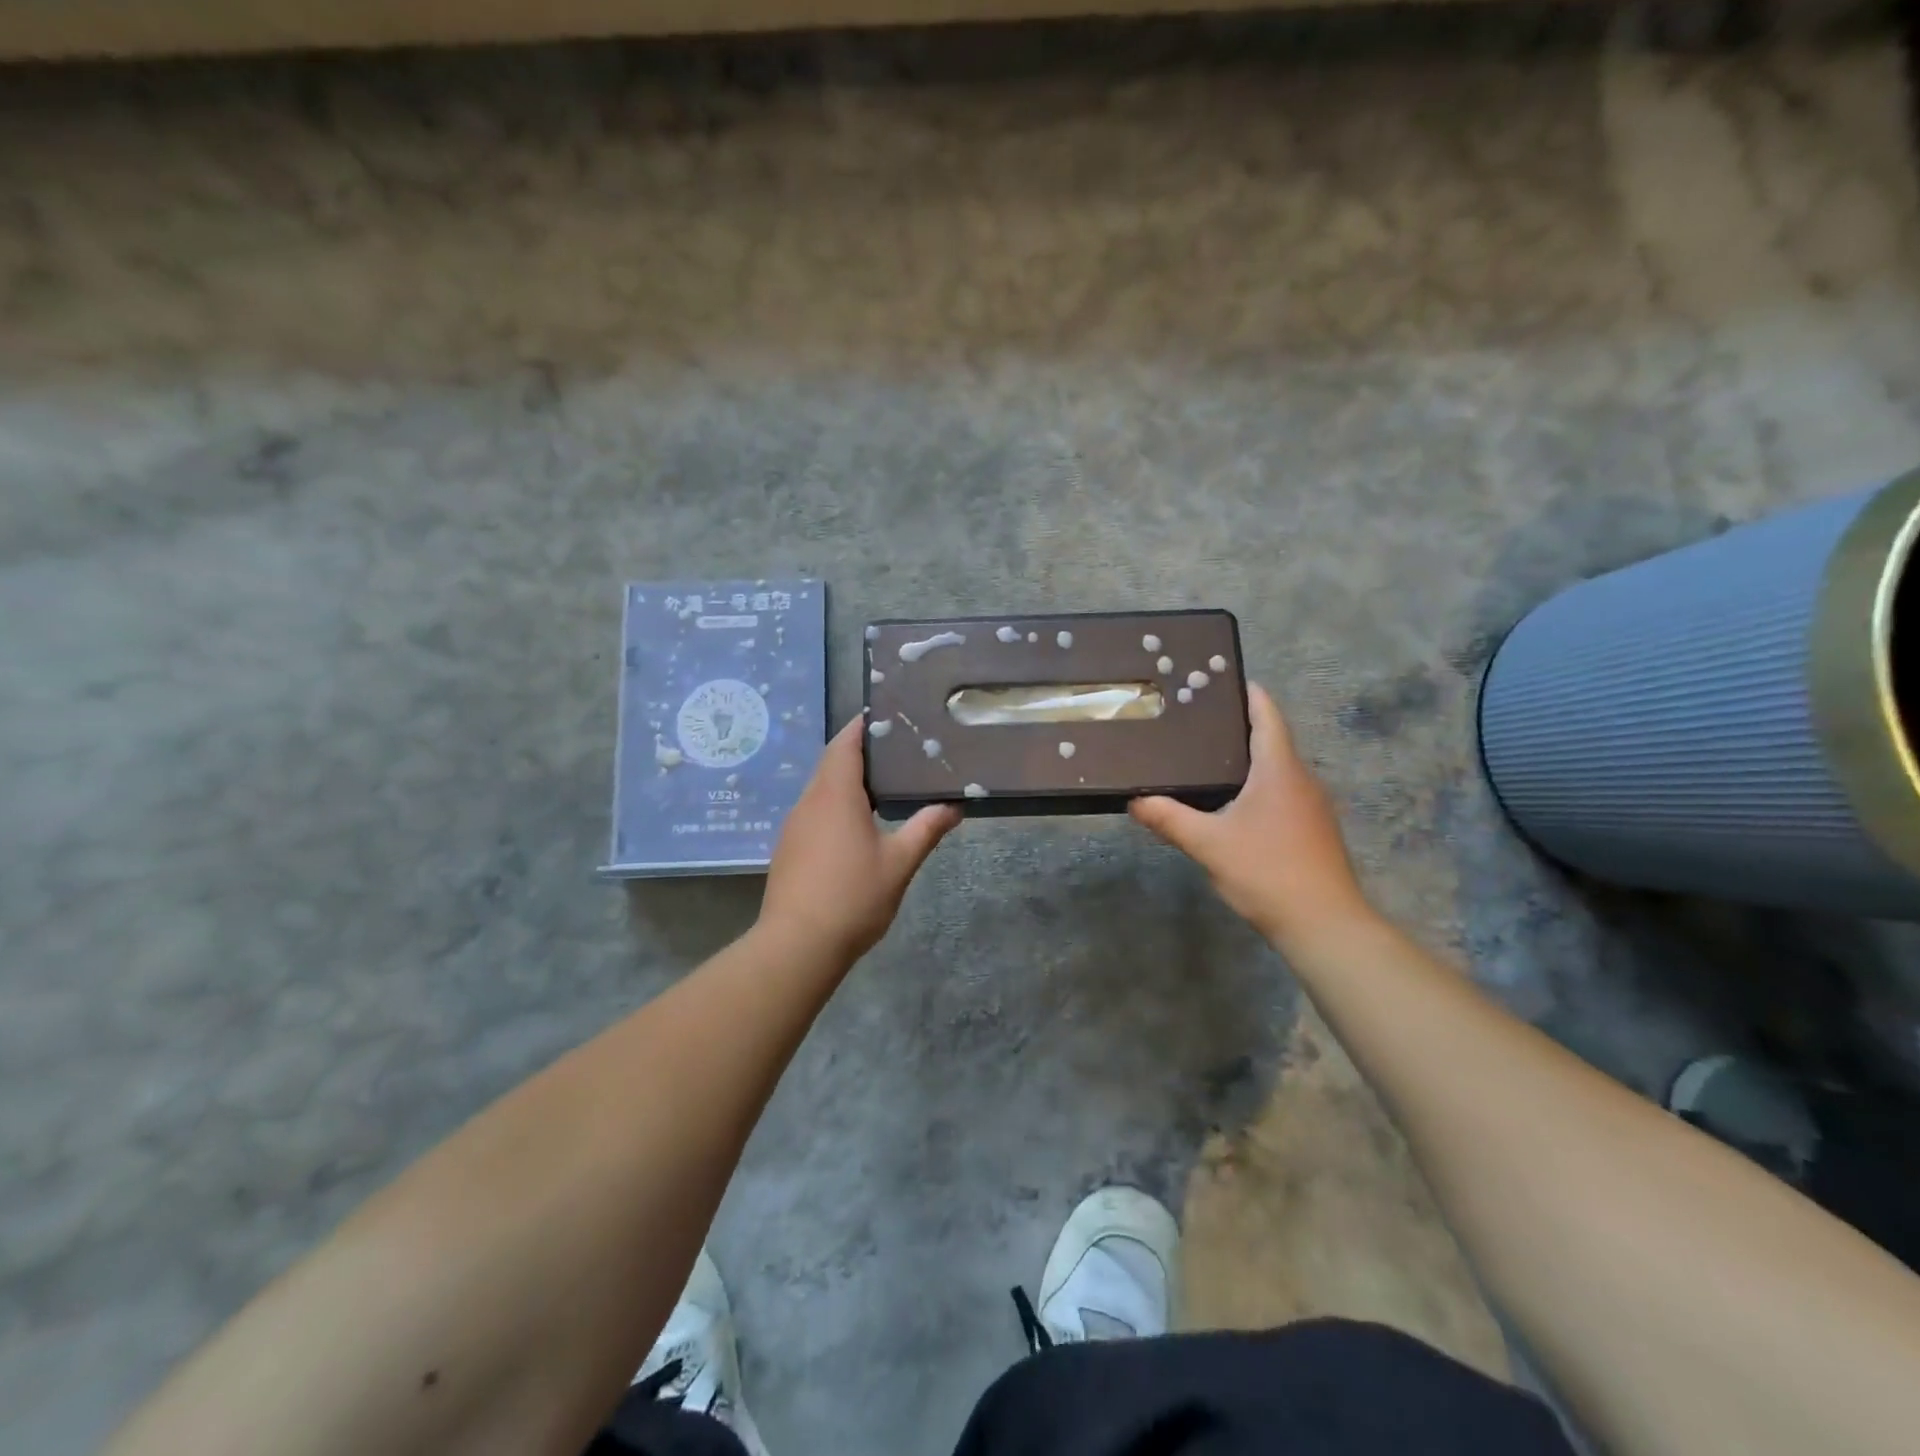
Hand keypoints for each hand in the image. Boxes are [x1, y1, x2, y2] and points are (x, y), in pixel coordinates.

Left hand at [759, 717, 960, 964]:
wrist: (797, 945)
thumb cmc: (853, 897)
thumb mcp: (899, 863)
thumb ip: (926, 829)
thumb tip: (953, 806)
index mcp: (835, 795)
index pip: (844, 743)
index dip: (863, 726)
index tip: (886, 717)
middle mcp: (809, 801)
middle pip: (832, 762)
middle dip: (859, 751)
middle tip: (897, 750)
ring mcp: (795, 825)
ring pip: (821, 788)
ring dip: (847, 780)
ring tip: (884, 784)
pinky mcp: (789, 847)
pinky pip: (814, 811)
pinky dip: (835, 804)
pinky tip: (857, 823)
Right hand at [1129, 683, 1373, 951]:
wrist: (1324, 924)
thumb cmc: (1267, 872)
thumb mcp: (1208, 844)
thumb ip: (1169, 819)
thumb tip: (1134, 800)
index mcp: (1278, 769)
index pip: (1267, 715)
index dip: (1247, 693)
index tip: (1219, 680)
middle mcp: (1300, 779)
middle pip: (1270, 738)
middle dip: (1236, 726)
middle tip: (1193, 720)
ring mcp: (1311, 805)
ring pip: (1275, 768)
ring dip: (1245, 758)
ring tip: (1203, 758)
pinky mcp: (1312, 829)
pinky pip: (1280, 791)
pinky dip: (1255, 784)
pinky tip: (1229, 802)